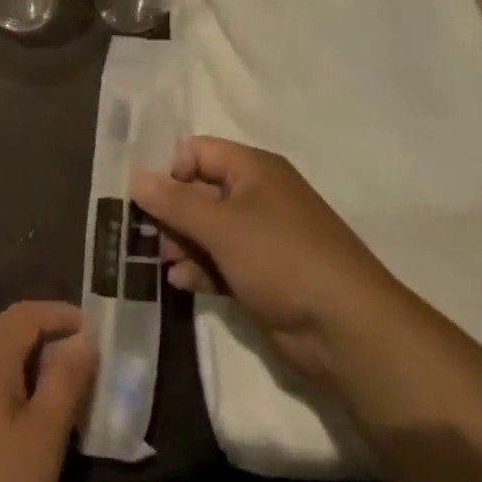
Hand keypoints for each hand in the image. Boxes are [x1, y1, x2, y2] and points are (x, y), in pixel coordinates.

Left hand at [0, 302, 95, 481]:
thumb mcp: (42, 438)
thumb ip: (65, 382)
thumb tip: (83, 339)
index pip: (27, 313)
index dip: (62, 315)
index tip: (95, 333)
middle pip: (10, 334)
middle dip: (50, 343)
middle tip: (86, 372)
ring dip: (30, 370)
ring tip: (62, 402)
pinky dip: (9, 390)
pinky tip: (24, 427)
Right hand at [132, 138, 404, 378]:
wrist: (346, 329)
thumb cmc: (281, 259)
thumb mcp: (221, 226)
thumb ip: (174, 202)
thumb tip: (135, 177)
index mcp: (254, 170)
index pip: (198, 151)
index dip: (170, 170)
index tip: (149, 200)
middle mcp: (257, 196)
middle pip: (199, 192)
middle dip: (171, 214)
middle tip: (151, 238)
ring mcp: (262, 237)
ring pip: (207, 230)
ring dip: (182, 245)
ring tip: (167, 265)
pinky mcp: (263, 274)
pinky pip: (221, 261)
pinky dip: (201, 269)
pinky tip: (183, 284)